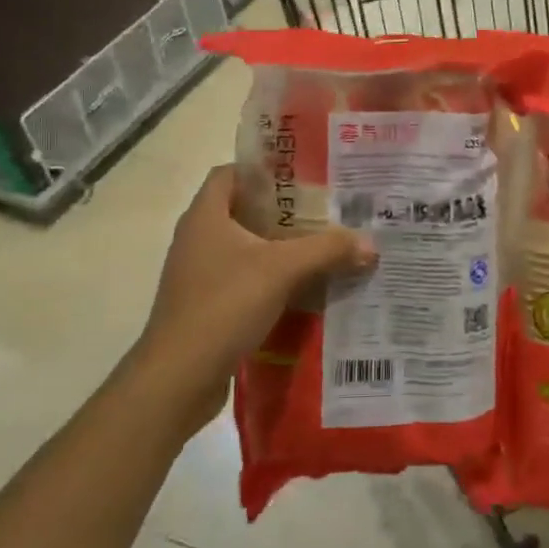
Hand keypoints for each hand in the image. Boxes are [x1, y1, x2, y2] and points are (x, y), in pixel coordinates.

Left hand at [138, 165, 374, 428]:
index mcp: (205, 216)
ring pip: (249, 250)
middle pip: (245, 211)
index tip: (305, 175)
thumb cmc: (224, 305)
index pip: (231, 173)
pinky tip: (308, 290)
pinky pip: (247, 282)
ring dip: (283, 249)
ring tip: (326, 248)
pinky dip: (275, 282)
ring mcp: (200, 276)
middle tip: (329, 211)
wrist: (178, 378)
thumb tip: (370, 244)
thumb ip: (328, 250)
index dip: (265, 169)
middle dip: (286, 212)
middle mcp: (198, 239)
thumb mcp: (283, 270)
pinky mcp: (208, 307)